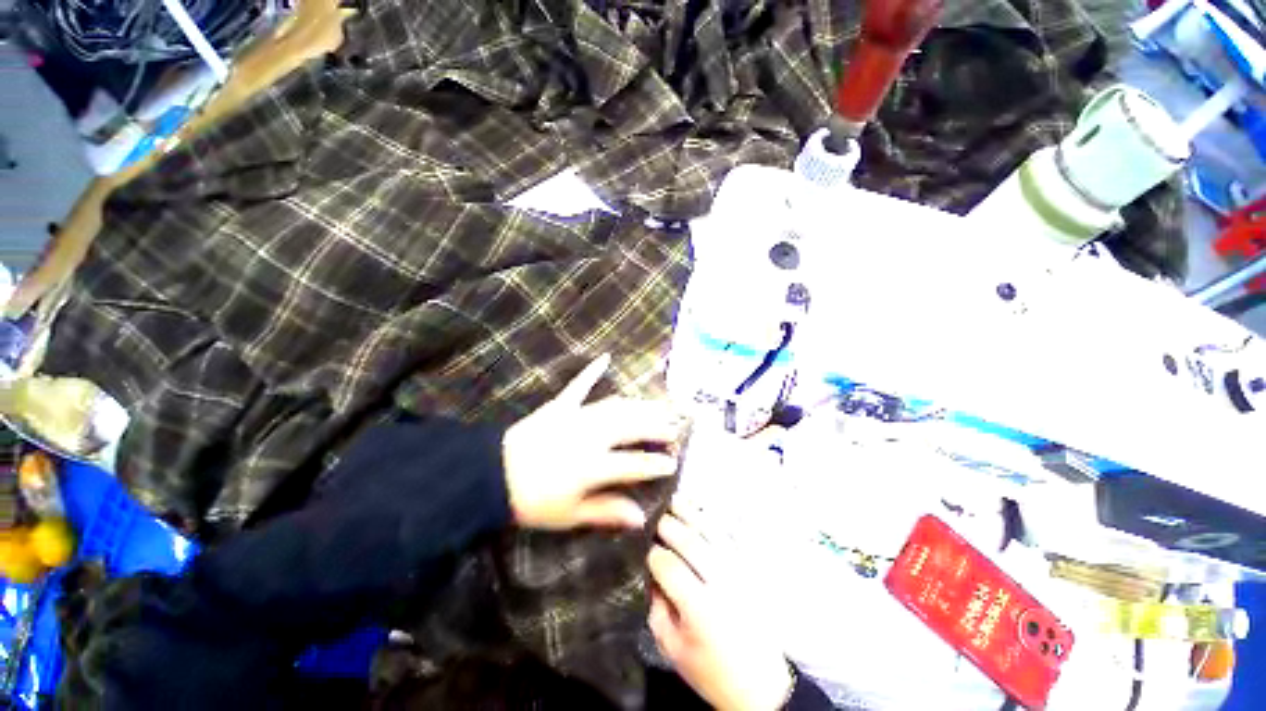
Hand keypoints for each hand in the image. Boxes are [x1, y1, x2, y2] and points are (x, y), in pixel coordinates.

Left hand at [503, 354, 686, 529]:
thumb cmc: (532, 500)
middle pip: (632, 428)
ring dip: (640, 404)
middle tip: (677, 425)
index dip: (656, 464)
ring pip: (616, 406)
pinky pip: (579, 385)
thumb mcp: (569, 515)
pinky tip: (606, 357)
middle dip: (658, 426)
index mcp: (592, 467)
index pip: (634, 464)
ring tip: (661, 403)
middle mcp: (590, 437)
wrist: (491, 475)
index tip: (674, 462)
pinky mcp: (560, 405)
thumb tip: (640, 517)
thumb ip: (606, 512)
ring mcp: (576, 416)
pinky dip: (592, 371)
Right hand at [648, 506, 793, 710]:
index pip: (670, 568)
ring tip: (672, 500)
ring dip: (689, 513)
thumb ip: (656, 609)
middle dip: (667, 525)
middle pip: (691, 542)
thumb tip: (648, 572)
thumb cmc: (711, 671)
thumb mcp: (673, 649)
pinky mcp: (749, 568)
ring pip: (711, 533)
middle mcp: (723, 585)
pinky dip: (710, 519)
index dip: (652, 554)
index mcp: (702, 611)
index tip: (641, 548)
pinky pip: (728, 536)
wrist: (761, 685)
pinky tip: (697, 511)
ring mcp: (739, 572)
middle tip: (650, 516)